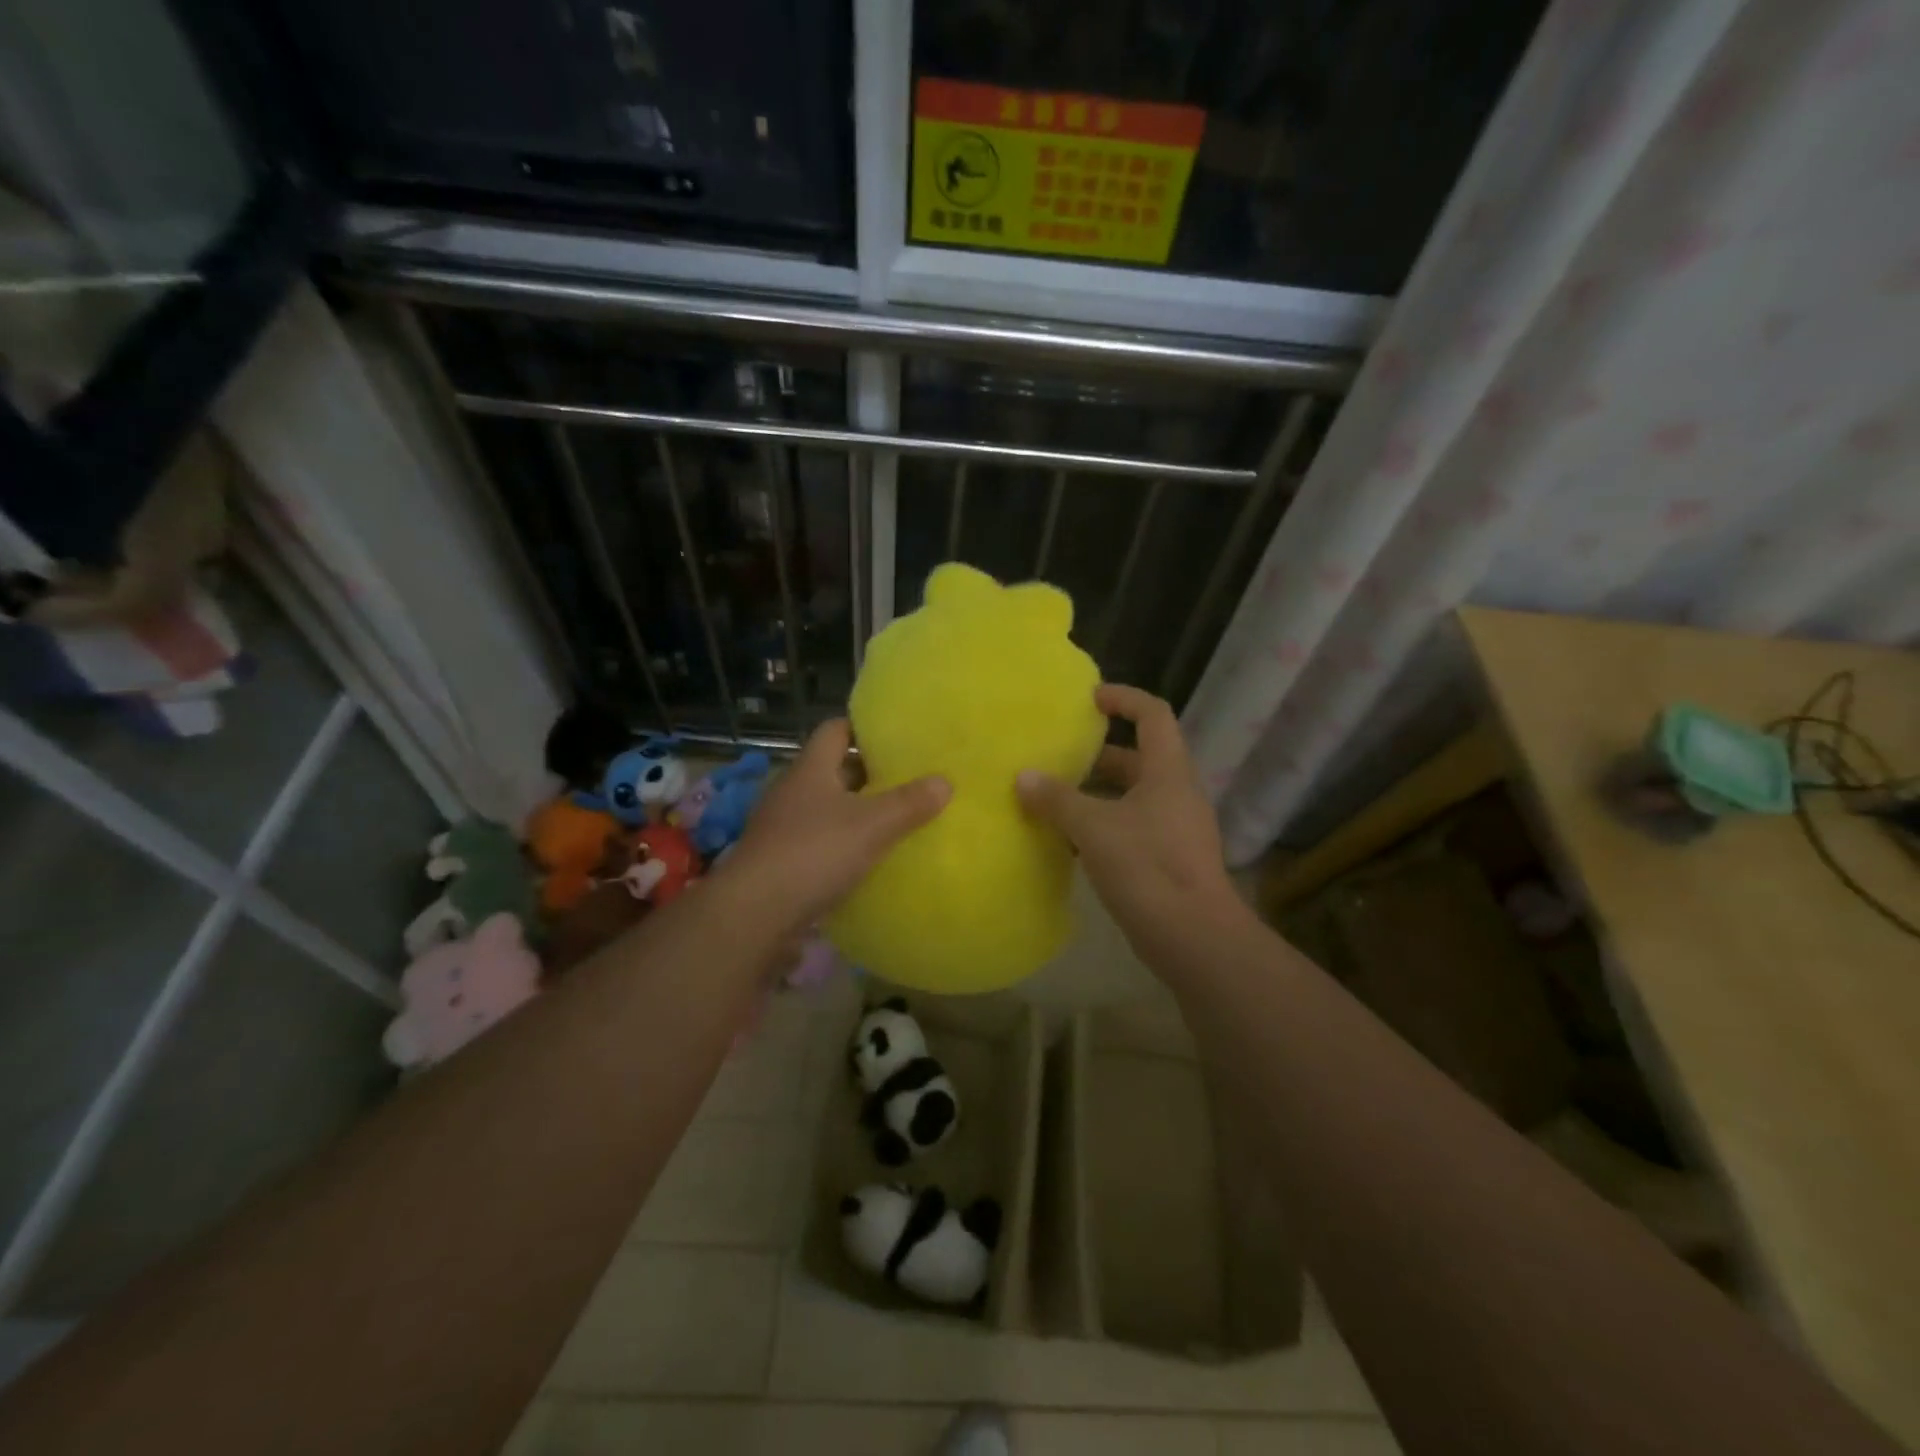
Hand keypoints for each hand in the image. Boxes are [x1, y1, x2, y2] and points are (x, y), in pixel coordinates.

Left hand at [722, 718, 949, 932]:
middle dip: (869, 774)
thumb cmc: (814, 853)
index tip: (898, 737)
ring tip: (896, 820)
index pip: (836, 730)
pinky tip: (868, 860)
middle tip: (909, 780)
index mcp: (811, 769)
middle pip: (834, 770)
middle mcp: (793, 791)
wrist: (754, 914)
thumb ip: (910, 803)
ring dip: (857, 812)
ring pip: (827, 808)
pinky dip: (843, 845)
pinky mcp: (780, 862)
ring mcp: (782, 827)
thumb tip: (945, 781)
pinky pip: (819, 842)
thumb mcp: (872, 825)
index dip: (865, 728)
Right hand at [1016, 684, 1241, 956]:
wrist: (1193, 937)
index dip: (1123, 699)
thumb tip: (1023, 777)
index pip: (1153, 715)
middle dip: (1099, 754)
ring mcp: (1176, 828)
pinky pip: (1132, 827)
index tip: (1089, 698)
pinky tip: (1070, 840)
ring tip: (1055, 796)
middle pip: (1140, 757)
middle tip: (1059, 754)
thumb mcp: (1094, 827)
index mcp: (1168, 771)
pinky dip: (1103, 824)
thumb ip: (1057, 799)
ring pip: (1133, 796)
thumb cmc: (1147, 868)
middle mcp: (1177, 793)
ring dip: (1097, 793)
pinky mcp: (1168, 859)